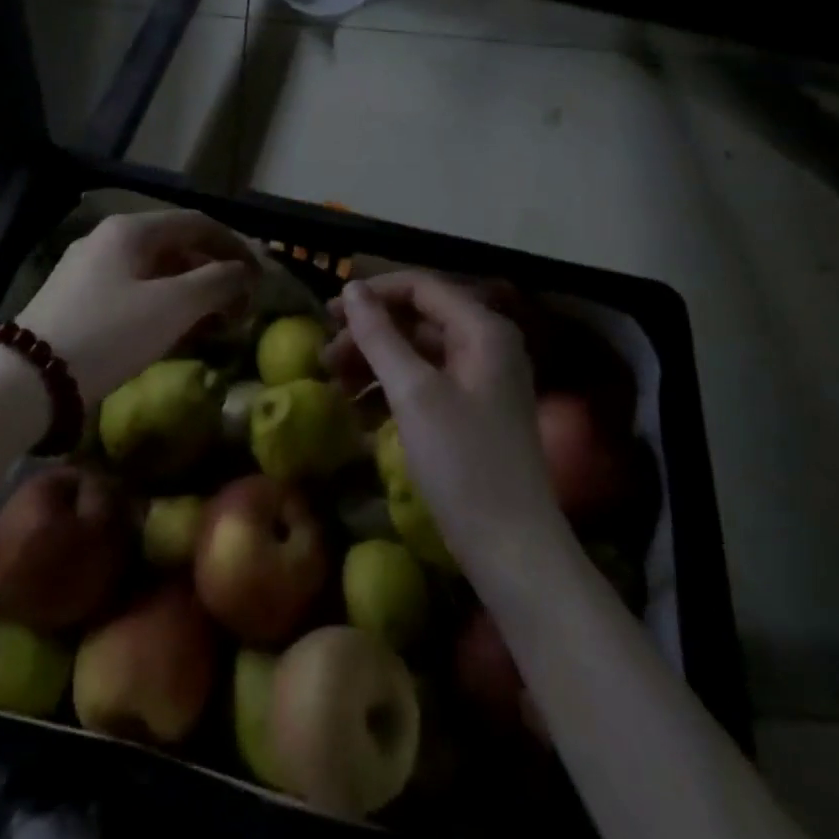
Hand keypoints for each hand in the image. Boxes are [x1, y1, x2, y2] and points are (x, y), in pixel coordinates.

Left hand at [18, 210, 258, 400]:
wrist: (29, 380)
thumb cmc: (109, 333)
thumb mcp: (172, 307)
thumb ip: (216, 283)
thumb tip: (243, 272)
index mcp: (130, 230)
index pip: (197, 223)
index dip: (235, 245)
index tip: (259, 276)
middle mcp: (108, 240)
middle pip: (176, 246)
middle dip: (213, 273)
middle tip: (239, 305)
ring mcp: (89, 270)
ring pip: (155, 272)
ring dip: (191, 292)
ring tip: (214, 323)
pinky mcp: (77, 300)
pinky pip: (133, 292)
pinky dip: (163, 306)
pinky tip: (175, 333)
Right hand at [334, 272, 560, 563]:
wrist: (512, 551)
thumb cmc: (462, 463)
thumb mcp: (413, 393)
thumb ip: (380, 335)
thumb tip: (351, 288)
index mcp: (482, 329)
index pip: (421, 287)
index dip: (373, 294)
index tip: (327, 313)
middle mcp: (487, 345)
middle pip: (418, 319)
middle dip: (369, 333)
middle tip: (325, 356)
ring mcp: (482, 380)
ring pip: (418, 352)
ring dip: (375, 362)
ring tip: (334, 384)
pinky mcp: (473, 412)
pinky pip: (426, 383)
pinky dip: (392, 390)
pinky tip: (359, 411)